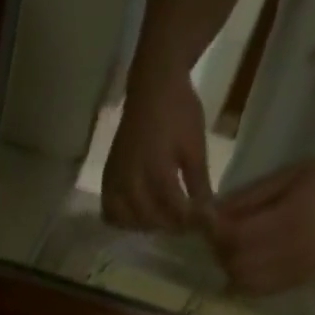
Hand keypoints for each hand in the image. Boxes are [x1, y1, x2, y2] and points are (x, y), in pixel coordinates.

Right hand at [102, 63, 215, 233]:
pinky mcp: (107, 182)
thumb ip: (198, 183)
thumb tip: (207, 214)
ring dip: (149, 226)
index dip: (191, 221)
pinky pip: (111, 215)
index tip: (204, 225)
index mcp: (157, 171)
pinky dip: (124, 221)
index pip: (174, 210)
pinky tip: (138, 216)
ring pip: (131, 222)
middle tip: (186, 223)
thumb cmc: (178, 111)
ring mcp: (115, 184)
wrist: (151, 87)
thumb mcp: (195, 146)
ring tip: (165, 220)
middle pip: (151, 221)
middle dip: (171, 225)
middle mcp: (131, 183)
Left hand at [215, 146, 314, 295]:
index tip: (208, 220)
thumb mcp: (289, 174)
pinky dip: (245, 281)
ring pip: (243, 283)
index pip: (235, 238)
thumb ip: (249, 198)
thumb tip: (211, 214)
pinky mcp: (300, 282)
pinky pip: (259, 291)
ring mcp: (296, 272)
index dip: (215, 231)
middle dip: (220, 251)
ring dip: (231, 268)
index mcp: (289, 220)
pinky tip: (249, 264)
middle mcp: (291, 252)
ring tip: (235, 248)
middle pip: (235, 264)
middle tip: (221, 234)